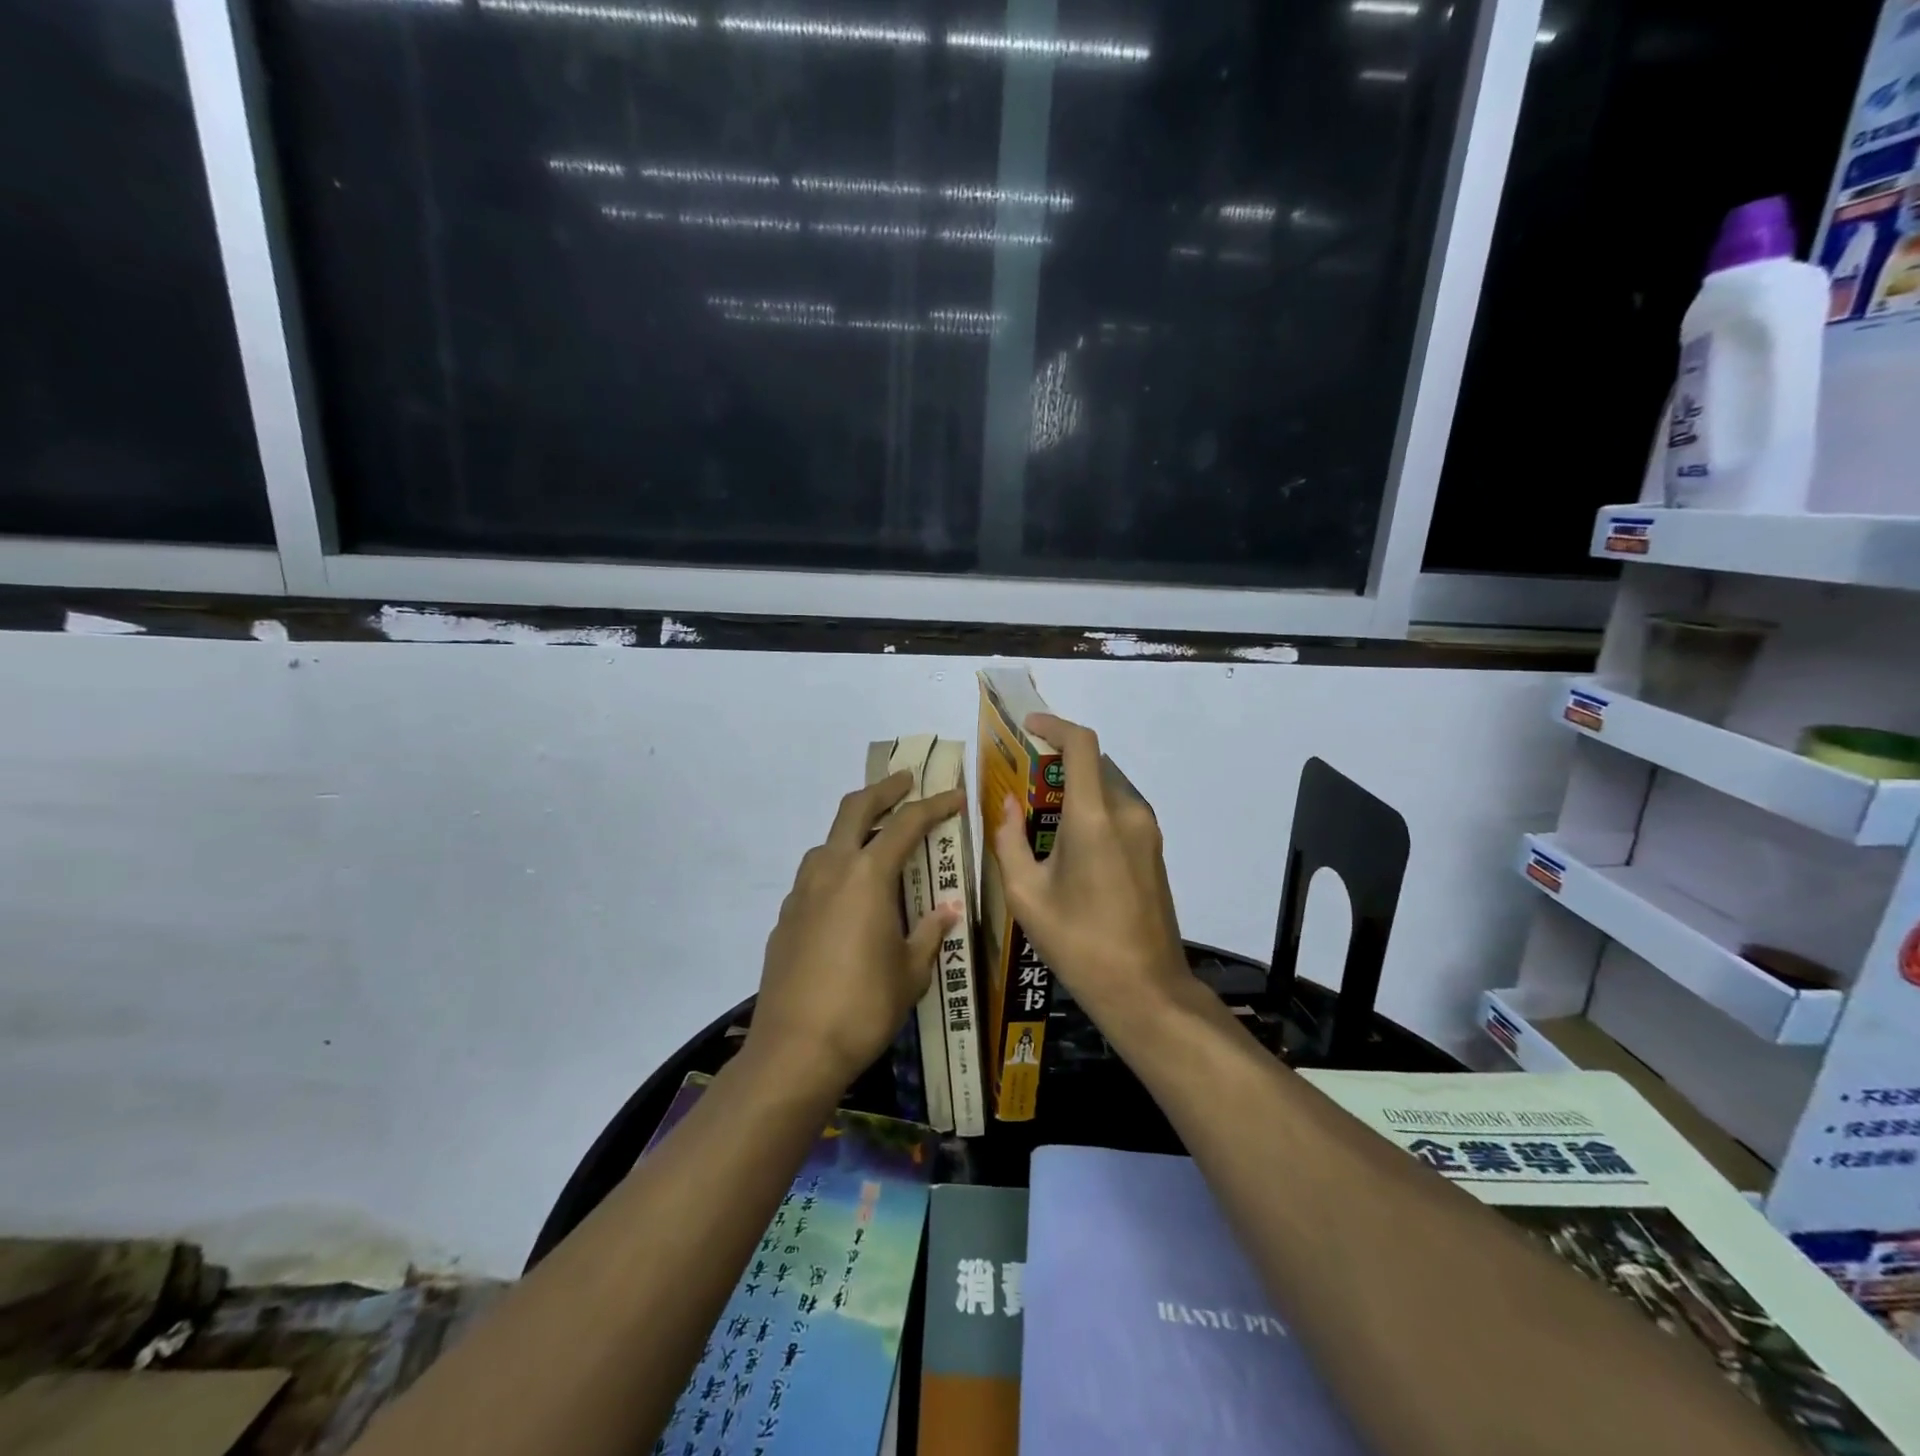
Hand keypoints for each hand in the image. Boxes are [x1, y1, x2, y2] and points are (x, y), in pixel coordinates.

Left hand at [749, 771, 963, 1091]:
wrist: (795, 1050)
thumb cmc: (864, 1007)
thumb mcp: (910, 971)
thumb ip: (930, 933)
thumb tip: (949, 909)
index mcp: (867, 876)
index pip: (906, 824)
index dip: (934, 806)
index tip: (955, 796)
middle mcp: (830, 871)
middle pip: (854, 809)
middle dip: (883, 790)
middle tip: (906, 781)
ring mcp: (801, 892)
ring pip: (828, 841)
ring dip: (854, 829)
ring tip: (877, 842)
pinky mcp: (785, 917)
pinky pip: (814, 876)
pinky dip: (836, 868)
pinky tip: (849, 896)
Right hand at [990, 714, 1191, 1030]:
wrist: (1146, 990)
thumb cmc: (1079, 943)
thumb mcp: (1026, 895)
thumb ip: (1010, 841)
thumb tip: (1008, 805)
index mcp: (1094, 817)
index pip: (1082, 744)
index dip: (1054, 726)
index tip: (1028, 727)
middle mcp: (1127, 812)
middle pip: (1093, 764)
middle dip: (1057, 764)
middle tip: (1021, 784)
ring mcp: (1147, 831)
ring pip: (1107, 787)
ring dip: (1075, 788)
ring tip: (1039, 816)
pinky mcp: (1154, 850)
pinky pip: (1119, 811)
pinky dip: (1091, 809)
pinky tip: (1067, 843)